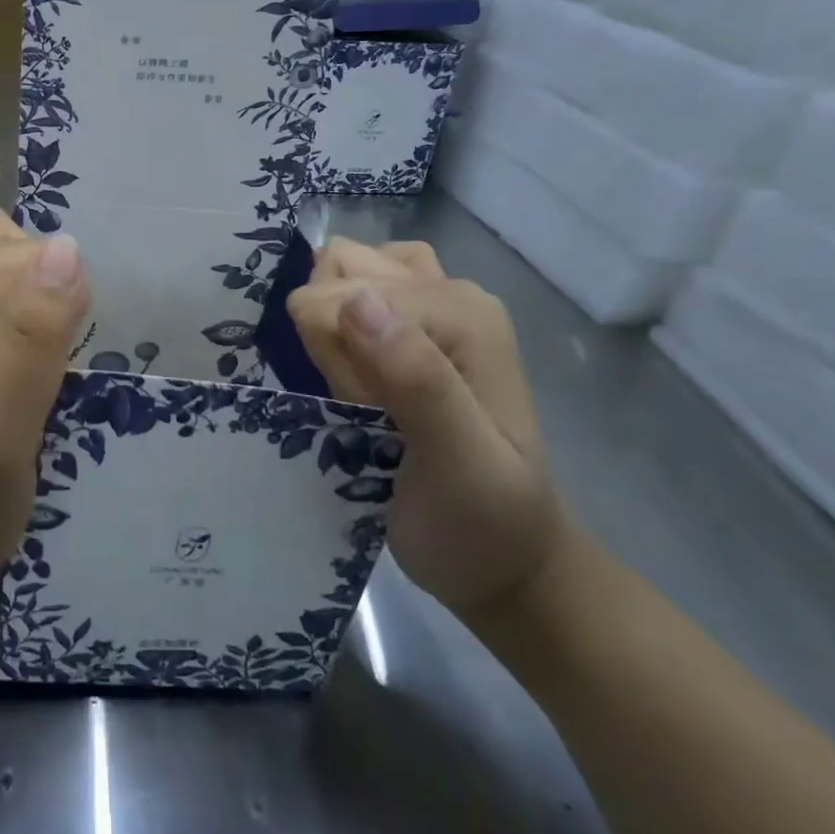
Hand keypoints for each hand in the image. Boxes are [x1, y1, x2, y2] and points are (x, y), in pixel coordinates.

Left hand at [0, 207, 89, 602]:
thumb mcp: (0, 444)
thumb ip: (31, 342)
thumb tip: (67, 249)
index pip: (35, 260)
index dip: (63, 310)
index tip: (59, 373)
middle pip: (16, 248)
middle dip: (46, 299)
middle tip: (43, 377)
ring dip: (26, 287)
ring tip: (27, 354)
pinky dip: (0, 285)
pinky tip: (0, 339)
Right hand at [288, 238, 567, 619]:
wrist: (505, 563)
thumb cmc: (480, 524)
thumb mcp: (458, 466)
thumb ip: (416, 382)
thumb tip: (356, 300)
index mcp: (462, 312)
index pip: (343, 296)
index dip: (336, 358)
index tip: (366, 413)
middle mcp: (449, 290)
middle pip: (339, 271)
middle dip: (331, 336)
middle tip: (366, 401)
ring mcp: (432, 301)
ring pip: (339, 271)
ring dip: (329, 324)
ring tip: (360, 383)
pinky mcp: (412, 319)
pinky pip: (348, 288)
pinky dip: (334, 318)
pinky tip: (354, 364)